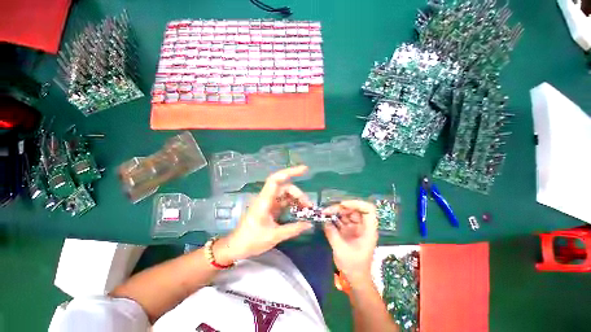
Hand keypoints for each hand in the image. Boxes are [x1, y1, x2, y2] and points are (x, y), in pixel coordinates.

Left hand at [214, 166, 312, 264]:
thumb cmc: (251, 240)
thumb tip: (309, 224)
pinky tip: (299, 211)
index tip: (305, 169)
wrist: (237, 247)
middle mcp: (267, 198)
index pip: (276, 180)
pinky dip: (293, 204)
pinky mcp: (270, 208)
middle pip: (285, 187)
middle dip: (298, 194)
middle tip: (309, 206)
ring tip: (306, 209)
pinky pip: (284, 202)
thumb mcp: (274, 236)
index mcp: (264, 200)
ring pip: (285, 194)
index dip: (290, 172)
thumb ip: (293, 229)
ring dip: (297, 199)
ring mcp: (269, 202)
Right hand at [323, 200, 377, 284]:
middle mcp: (363, 226)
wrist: (355, 279)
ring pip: (346, 214)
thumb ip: (332, 233)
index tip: (342, 205)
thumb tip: (324, 220)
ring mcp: (355, 228)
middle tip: (327, 211)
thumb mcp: (341, 250)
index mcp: (368, 230)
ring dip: (335, 212)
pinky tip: (326, 219)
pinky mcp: (348, 231)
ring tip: (324, 214)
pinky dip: (334, 219)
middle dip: (340, 208)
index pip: (368, 210)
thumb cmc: (353, 266)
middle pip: (354, 210)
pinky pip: (341, 220)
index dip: (356, 203)